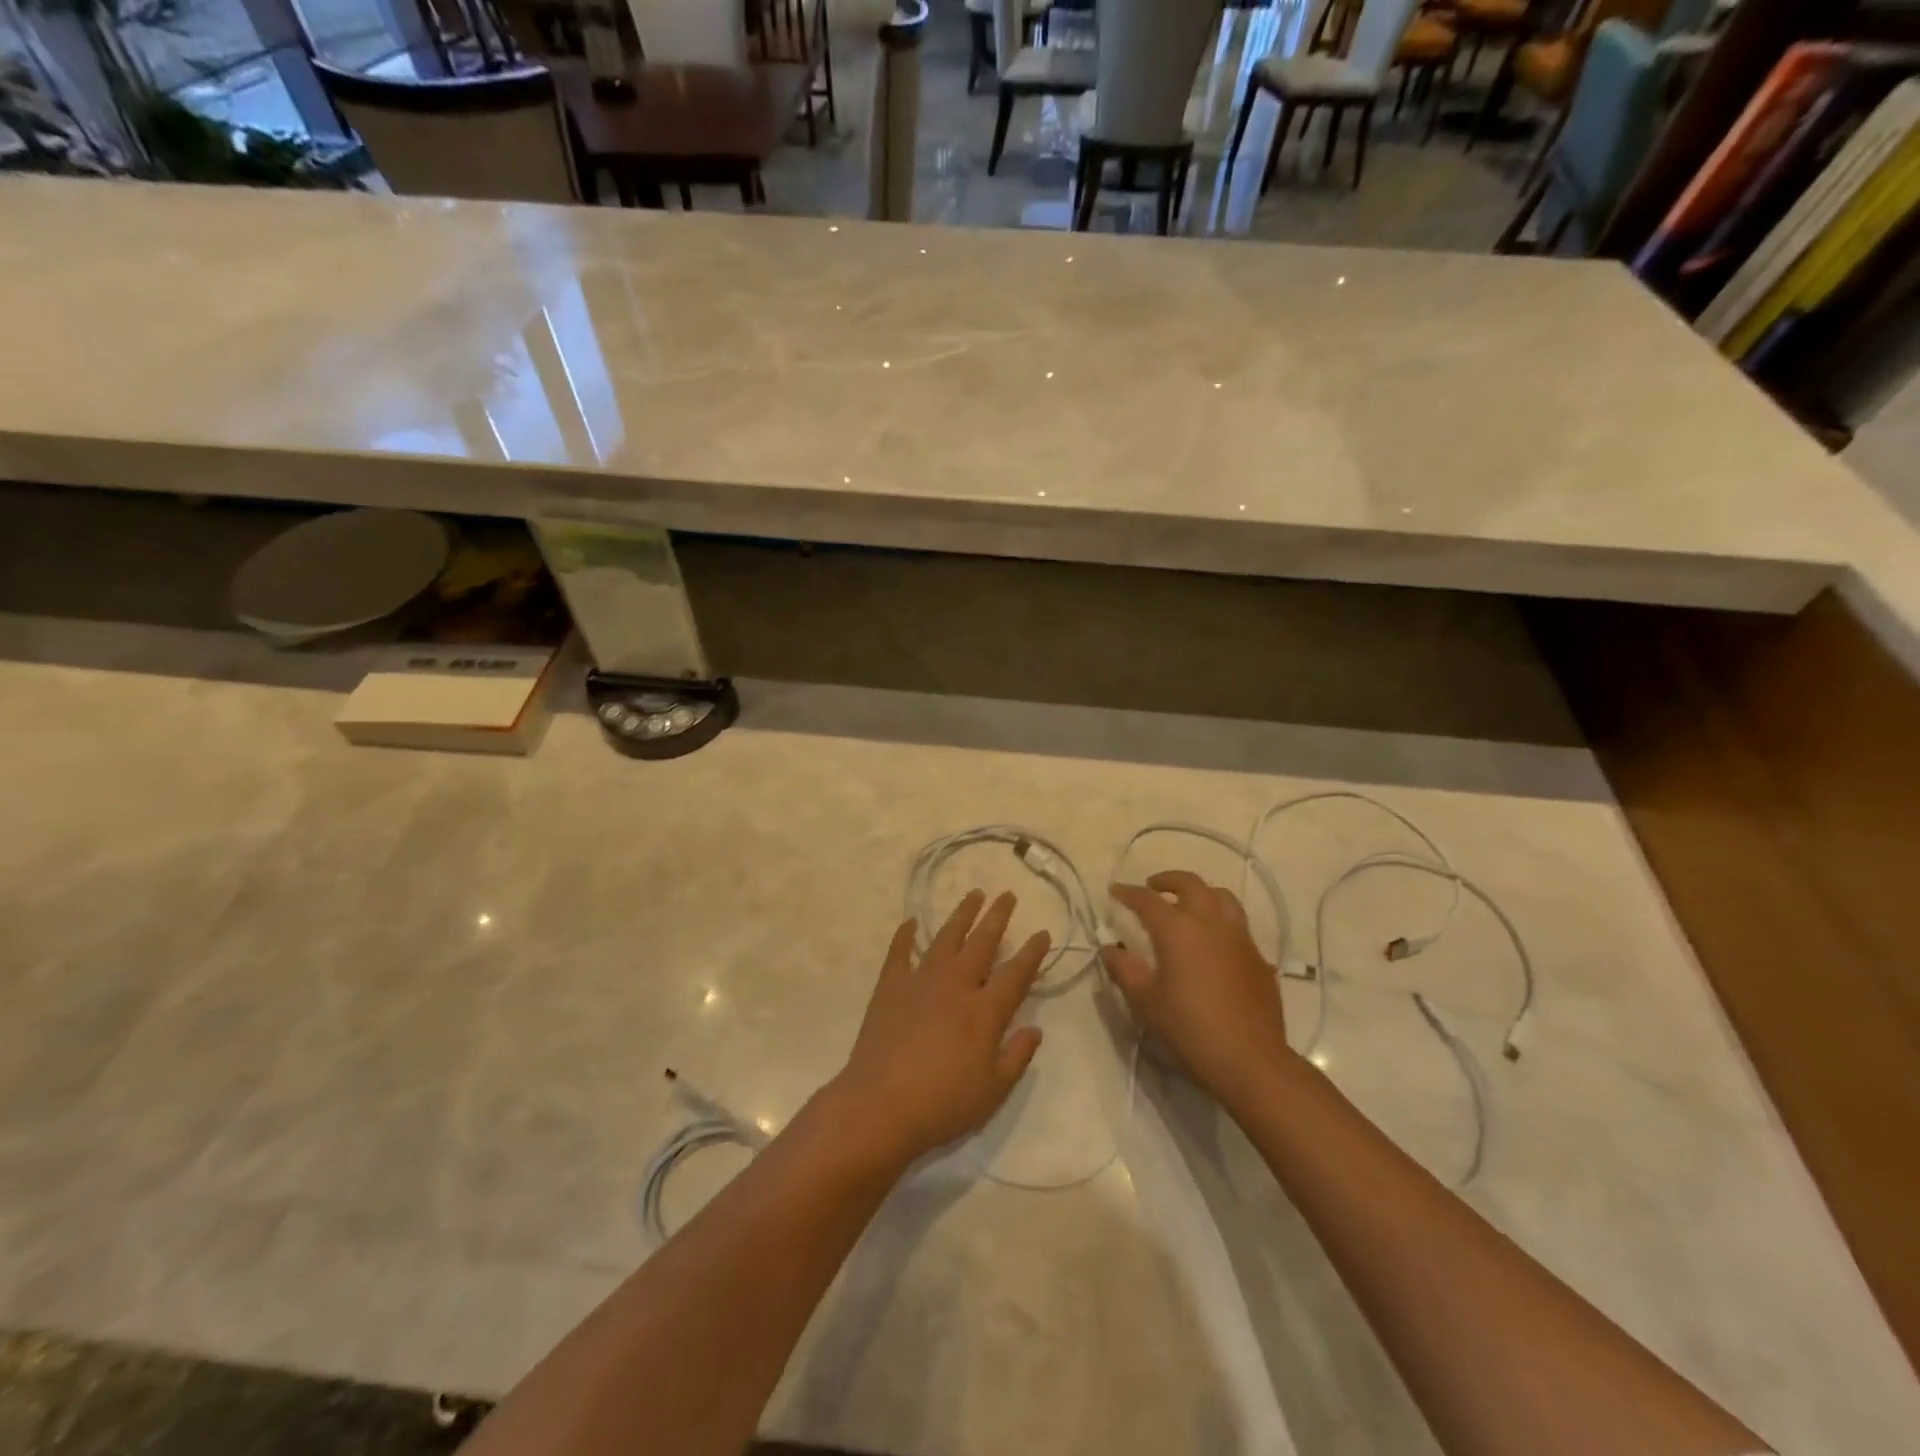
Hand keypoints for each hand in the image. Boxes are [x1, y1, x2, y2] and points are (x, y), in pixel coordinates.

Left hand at [831, 890, 1048, 1165]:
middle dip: (998, 916)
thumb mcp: (993, 1091)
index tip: (1042, 933)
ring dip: (962, 914)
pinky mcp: (891, 987)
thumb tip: (1035, 1029)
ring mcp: (921, 981)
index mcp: (985, 1011)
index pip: (1017, 973)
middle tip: (1008, 894)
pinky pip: (900, 952)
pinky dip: (906, 935)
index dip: (1033, 952)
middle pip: (982, 942)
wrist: (879, 1105)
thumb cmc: (942, 1104)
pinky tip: (911, 922)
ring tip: (974, 894)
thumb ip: (1017, 1056)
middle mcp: (956, 985)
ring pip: (946, 938)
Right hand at [1104, 872, 1290, 1106]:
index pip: (1147, 900)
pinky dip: (1220, 921)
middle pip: (1190, 884)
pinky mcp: (1258, 958)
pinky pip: (1238, 925)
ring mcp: (1239, 938)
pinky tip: (1213, 942)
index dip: (1128, 892)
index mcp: (1178, 929)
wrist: (1250, 1060)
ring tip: (1187, 905)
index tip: (1115, 891)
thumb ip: (1124, 970)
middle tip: (1152, 888)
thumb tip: (1111, 949)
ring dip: (1200, 893)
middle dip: (1168, 880)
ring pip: (1221, 897)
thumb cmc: (1190, 1029)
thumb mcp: (1145, 1002)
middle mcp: (1210, 923)